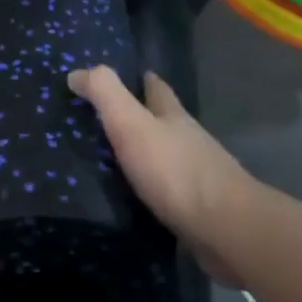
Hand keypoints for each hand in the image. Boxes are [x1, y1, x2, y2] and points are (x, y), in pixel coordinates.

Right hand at [67, 65, 257, 285]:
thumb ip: (105, 95)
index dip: (143, 80)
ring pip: (167, 157)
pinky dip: (150, 188)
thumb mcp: (132, 124)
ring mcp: (197, 176)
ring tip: (115, 160)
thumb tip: (76, 72)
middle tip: (110, 120)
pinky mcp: (197, 209)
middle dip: (144, 117)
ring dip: (146, 154)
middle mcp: (188, 141)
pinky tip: (135, 197)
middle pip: (165, 122)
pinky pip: (167, 191)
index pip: (157, 89)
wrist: (225, 229)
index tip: (130, 76)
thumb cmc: (175, 171)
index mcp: (173, 117)